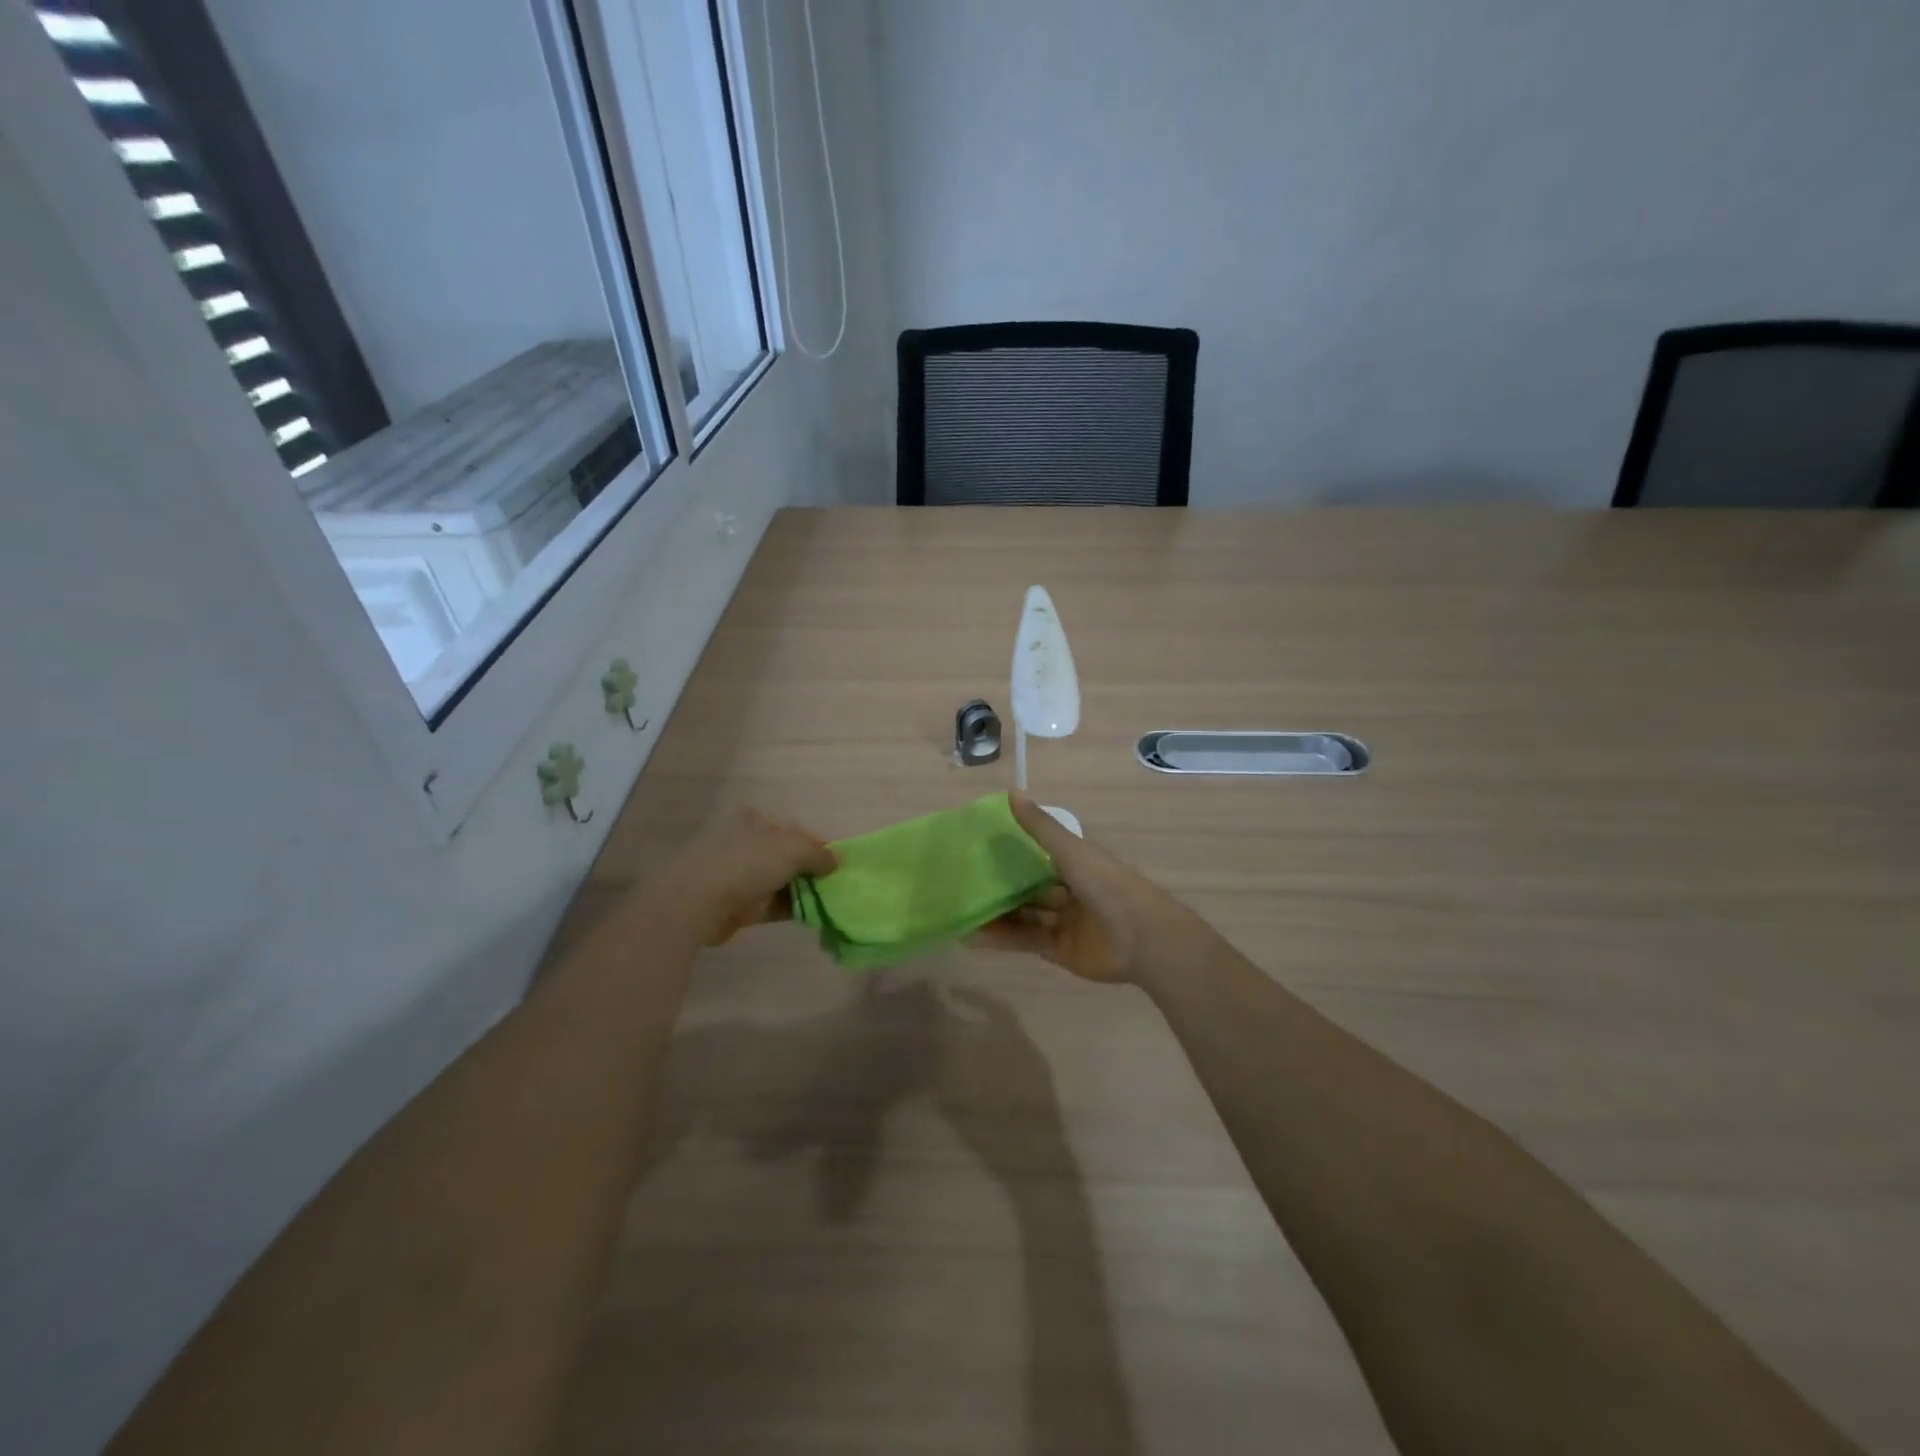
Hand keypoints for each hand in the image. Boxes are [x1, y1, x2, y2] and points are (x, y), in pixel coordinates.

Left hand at [654, 807, 836, 945]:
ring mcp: (742, 876)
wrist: (698, 901)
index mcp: (756, 821)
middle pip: (789, 857)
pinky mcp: (740, 905)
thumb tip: (837, 860)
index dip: (818, 844)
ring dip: (806, 891)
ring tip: (833, 902)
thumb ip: (819, 854)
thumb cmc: (746, 862)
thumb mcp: (792, 848)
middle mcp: (748, 844)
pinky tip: (816, 915)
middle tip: (839, 884)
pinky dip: (794, 908)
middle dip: (813, 870)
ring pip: (783, 882)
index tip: (839, 861)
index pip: (795, 830)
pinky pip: (775, 905)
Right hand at [971, 794, 1176, 982]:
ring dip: (997, 914)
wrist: (1142, 939)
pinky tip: (975, 935)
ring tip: (961, 910)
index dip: (1012, 854)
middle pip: (1029, 889)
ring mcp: (1065, 923)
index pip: (1039, 857)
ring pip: (1025, 916)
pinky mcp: (1060, 951)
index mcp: (1076, 865)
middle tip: (963, 883)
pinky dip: (1003, 938)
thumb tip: (1012, 792)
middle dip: (1001, 887)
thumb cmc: (1108, 885)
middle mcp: (1070, 892)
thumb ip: (1040, 827)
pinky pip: (1027, 941)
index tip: (980, 849)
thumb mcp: (1071, 851)